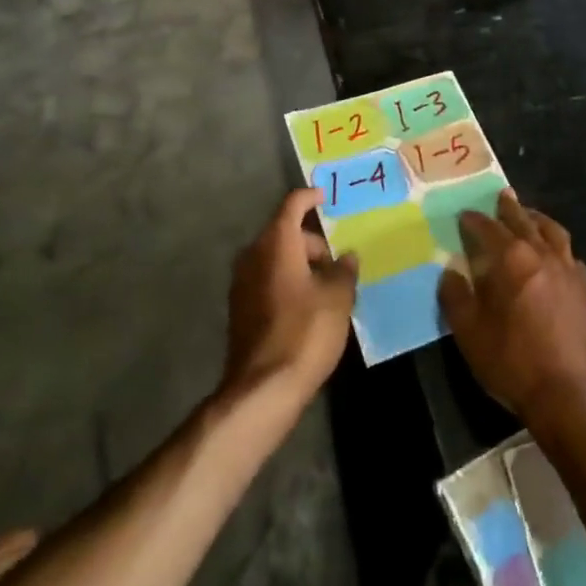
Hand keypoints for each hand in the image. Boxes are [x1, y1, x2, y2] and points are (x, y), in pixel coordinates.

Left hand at [222, 189, 356, 405]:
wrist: (263, 389)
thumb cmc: (305, 332)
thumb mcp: (338, 298)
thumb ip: (344, 270)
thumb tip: (347, 256)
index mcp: (276, 243)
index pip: (293, 204)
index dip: (311, 197)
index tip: (326, 197)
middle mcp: (253, 255)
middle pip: (284, 233)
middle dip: (312, 242)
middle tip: (338, 263)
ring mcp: (241, 283)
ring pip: (275, 258)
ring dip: (299, 264)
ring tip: (327, 287)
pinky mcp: (239, 309)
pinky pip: (266, 280)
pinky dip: (286, 282)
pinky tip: (307, 306)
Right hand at [438, 191, 585, 427]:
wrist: (567, 394)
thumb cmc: (512, 361)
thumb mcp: (470, 333)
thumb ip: (456, 297)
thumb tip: (450, 271)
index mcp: (511, 258)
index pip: (488, 228)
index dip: (473, 220)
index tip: (464, 215)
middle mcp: (541, 253)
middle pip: (523, 220)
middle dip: (508, 208)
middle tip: (501, 196)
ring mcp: (568, 269)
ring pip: (552, 231)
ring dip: (537, 220)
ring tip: (528, 216)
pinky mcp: (585, 289)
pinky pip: (571, 256)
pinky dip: (558, 248)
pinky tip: (555, 255)